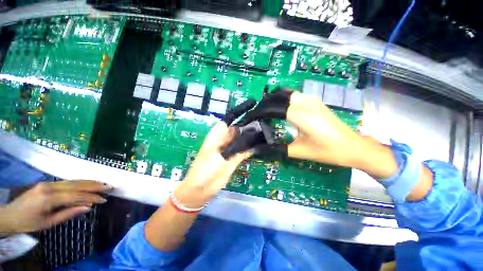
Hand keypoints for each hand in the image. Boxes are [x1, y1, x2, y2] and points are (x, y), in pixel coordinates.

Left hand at [0, 180, 110, 233]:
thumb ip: (68, 214)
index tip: (104, 199)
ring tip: (102, 184)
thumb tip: (87, 208)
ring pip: (72, 181)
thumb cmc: (28, 223)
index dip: (91, 197)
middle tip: (109, 187)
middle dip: (94, 185)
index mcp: (48, 198)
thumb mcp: (48, 223)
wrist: (9, 215)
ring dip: (89, 182)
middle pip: (76, 184)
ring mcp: (48, 183)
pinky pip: (67, 182)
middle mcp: (50, 186)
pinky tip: (87, 184)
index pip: (75, 196)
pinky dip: (79, 183)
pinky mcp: (47, 183)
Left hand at [174, 122, 251, 207]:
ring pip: (240, 142)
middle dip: (244, 129)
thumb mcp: (214, 153)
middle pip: (234, 133)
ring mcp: (229, 152)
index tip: (246, 117)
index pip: (226, 124)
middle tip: (257, 125)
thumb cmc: (204, 168)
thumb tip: (239, 131)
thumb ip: (223, 141)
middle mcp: (223, 143)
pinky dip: (249, 150)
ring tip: (259, 133)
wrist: (202, 189)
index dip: (235, 120)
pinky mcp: (234, 161)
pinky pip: (243, 153)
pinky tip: (257, 146)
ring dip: (247, 139)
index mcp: (215, 137)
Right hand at [236, 90, 397, 177]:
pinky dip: (283, 98)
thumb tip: (260, 150)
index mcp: (301, 116)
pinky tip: (281, 108)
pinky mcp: (316, 102)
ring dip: (274, 99)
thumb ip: (278, 149)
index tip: (251, 118)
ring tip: (266, 111)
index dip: (259, 112)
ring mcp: (312, 100)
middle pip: (278, 96)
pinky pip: (295, 95)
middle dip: (264, 104)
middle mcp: (306, 103)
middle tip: (257, 115)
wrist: (353, 147)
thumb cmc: (328, 151)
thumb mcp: (299, 152)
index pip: (272, 108)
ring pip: (286, 93)